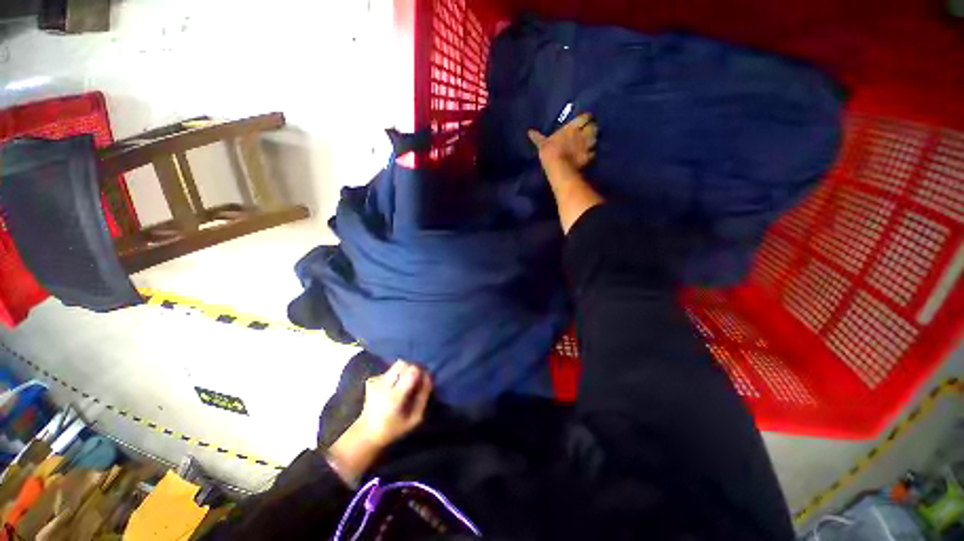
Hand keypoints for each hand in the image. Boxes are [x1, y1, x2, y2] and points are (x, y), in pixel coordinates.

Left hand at [354, 361, 432, 447]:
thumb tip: (429, 376)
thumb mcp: (415, 418)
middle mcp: (383, 386)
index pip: (412, 371)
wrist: (366, 434)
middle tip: (416, 380)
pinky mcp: (371, 380)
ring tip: (405, 383)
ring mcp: (375, 381)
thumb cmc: (394, 428)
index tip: (424, 380)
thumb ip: (424, 396)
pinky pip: (389, 371)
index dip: (421, 372)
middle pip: (403, 363)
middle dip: (413, 368)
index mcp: (395, 397)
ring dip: (404, 371)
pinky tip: (394, 387)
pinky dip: (395, 375)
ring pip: (396, 365)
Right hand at [528, 113, 597, 169]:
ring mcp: (587, 145)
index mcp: (572, 127)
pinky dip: (592, 153)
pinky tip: (589, 155)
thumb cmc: (550, 152)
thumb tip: (529, 132)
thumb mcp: (542, 144)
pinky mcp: (589, 156)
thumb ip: (538, 137)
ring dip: (594, 140)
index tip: (585, 120)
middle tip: (589, 131)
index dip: (586, 118)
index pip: (585, 117)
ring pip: (596, 138)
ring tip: (590, 143)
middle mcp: (582, 133)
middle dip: (593, 128)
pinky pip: (594, 153)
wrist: (559, 167)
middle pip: (594, 126)